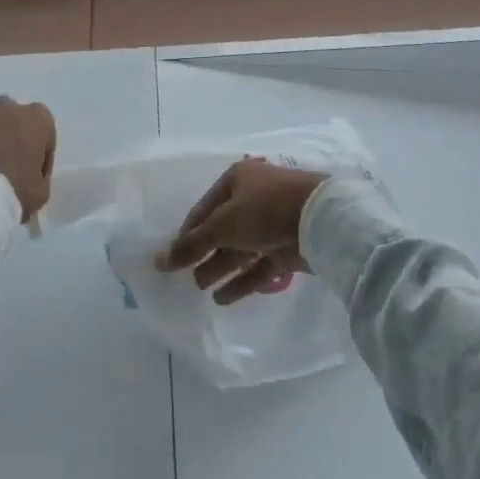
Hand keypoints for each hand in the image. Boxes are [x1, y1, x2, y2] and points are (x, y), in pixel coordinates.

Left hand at [0, 97, 57, 221]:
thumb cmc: (14, 192)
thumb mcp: (41, 191)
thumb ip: (38, 176)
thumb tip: (27, 176)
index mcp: (36, 118)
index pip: (44, 133)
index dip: (40, 155)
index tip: (32, 175)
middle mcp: (6, 108)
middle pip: (12, 121)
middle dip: (10, 139)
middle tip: (6, 169)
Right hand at [154, 158, 327, 304]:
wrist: (321, 219)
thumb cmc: (265, 209)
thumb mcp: (223, 224)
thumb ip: (191, 245)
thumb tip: (158, 260)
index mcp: (237, 180)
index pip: (204, 209)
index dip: (188, 233)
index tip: (174, 258)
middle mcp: (254, 198)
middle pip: (223, 229)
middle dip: (205, 254)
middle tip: (188, 278)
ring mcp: (273, 222)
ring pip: (241, 248)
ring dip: (221, 268)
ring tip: (202, 289)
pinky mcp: (288, 247)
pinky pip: (260, 264)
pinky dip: (243, 280)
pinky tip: (223, 299)